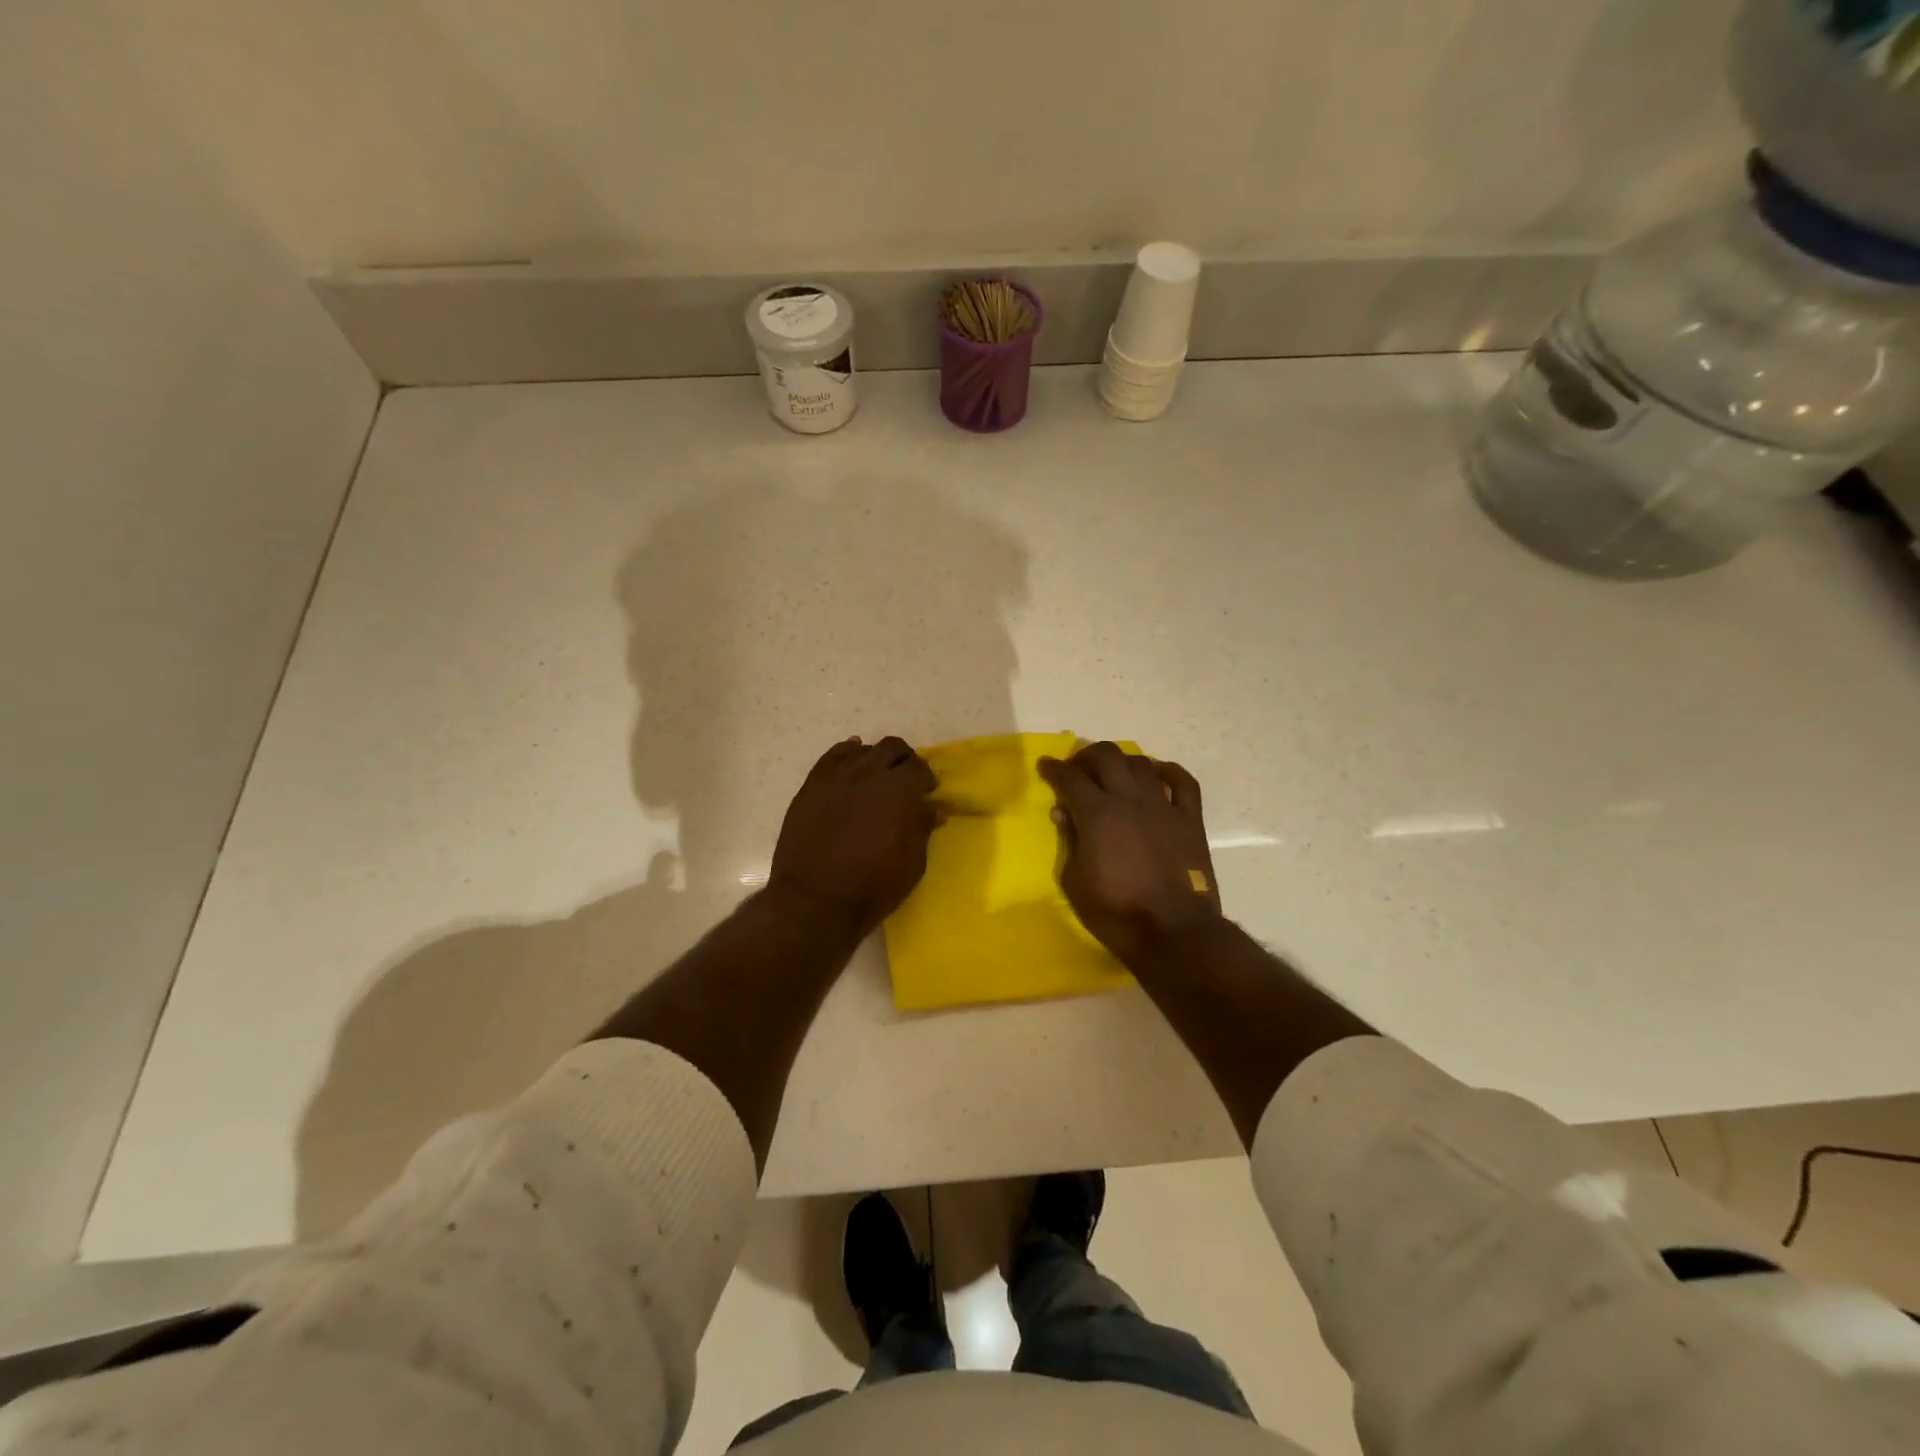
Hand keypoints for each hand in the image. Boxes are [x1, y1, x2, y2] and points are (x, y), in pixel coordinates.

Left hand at [770, 736, 937, 934]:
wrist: (816, 899)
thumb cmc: (874, 885)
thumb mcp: (913, 862)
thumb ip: (923, 827)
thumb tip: (934, 808)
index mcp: (900, 789)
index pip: (920, 768)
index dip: (926, 780)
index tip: (927, 794)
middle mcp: (870, 772)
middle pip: (893, 748)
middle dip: (904, 761)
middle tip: (905, 782)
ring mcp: (838, 775)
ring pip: (863, 749)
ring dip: (876, 759)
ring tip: (876, 778)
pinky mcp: (813, 784)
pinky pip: (832, 756)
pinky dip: (846, 754)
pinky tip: (851, 762)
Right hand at [1039, 742, 1220, 964]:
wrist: (1172, 931)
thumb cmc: (1115, 911)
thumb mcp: (1074, 880)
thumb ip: (1069, 840)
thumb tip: (1064, 812)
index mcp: (1097, 814)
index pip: (1070, 778)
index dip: (1054, 769)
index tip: (1045, 765)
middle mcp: (1130, 800)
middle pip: (1107, 756)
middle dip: (1087, 756)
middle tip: (1078, 768)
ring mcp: (1163, 806)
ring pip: (1142, 763)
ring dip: (1122, 761)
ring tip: (1114, 772)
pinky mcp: (1190, 819)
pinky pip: (1183, 782)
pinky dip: (1168, 771)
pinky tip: (1157, 772)